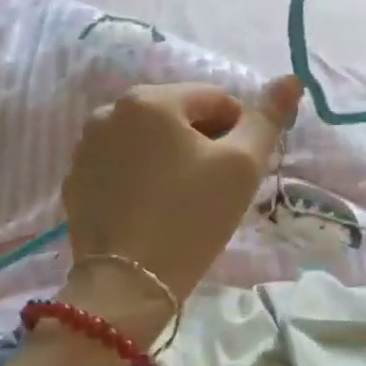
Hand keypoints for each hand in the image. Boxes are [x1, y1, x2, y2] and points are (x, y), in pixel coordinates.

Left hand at [60, 77, 302, 339]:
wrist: (127, 285)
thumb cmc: (191, 218)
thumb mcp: (242, 167)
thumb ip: (268, 118)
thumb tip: (291, 79)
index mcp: (150, 100)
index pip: (215, 99)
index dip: (239, 132)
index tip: (240, 171)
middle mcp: (108, 111)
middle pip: (177, 116)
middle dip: (203, 143)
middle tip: (215, 189)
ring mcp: (85, 148)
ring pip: (147, 141)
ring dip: (171, 158)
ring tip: (183, 201)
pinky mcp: (74, 181)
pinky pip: (120, 166)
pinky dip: (141, 178)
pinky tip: (151, 211)